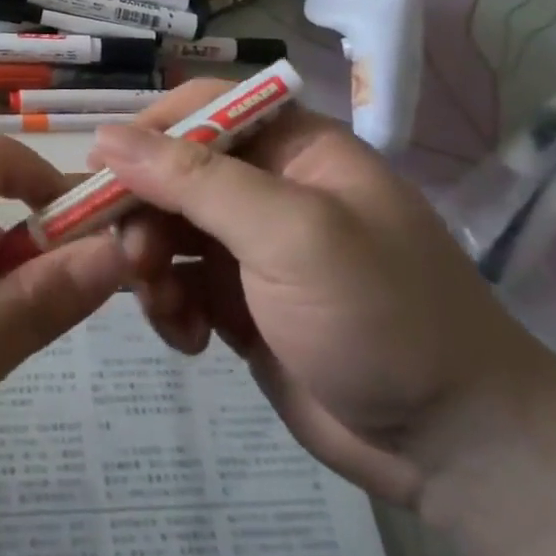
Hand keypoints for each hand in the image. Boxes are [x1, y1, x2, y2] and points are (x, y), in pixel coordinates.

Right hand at [93, 86, 555, 507]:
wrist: (456, 448)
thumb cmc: (381, 317)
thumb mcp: (289, 235)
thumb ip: (195, 180)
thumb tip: (106, 136)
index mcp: (292, 147)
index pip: (201, 106)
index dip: (147, 130)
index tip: (100, 169)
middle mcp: (266, 187)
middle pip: (171, 171)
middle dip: (143, 213)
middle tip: (135, 261)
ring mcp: (250, 246)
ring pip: (164, 228)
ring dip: (150, 264)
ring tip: (166, 307)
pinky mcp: (238, 301)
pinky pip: (176, 282)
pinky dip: (168, 305)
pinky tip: (190, 340)